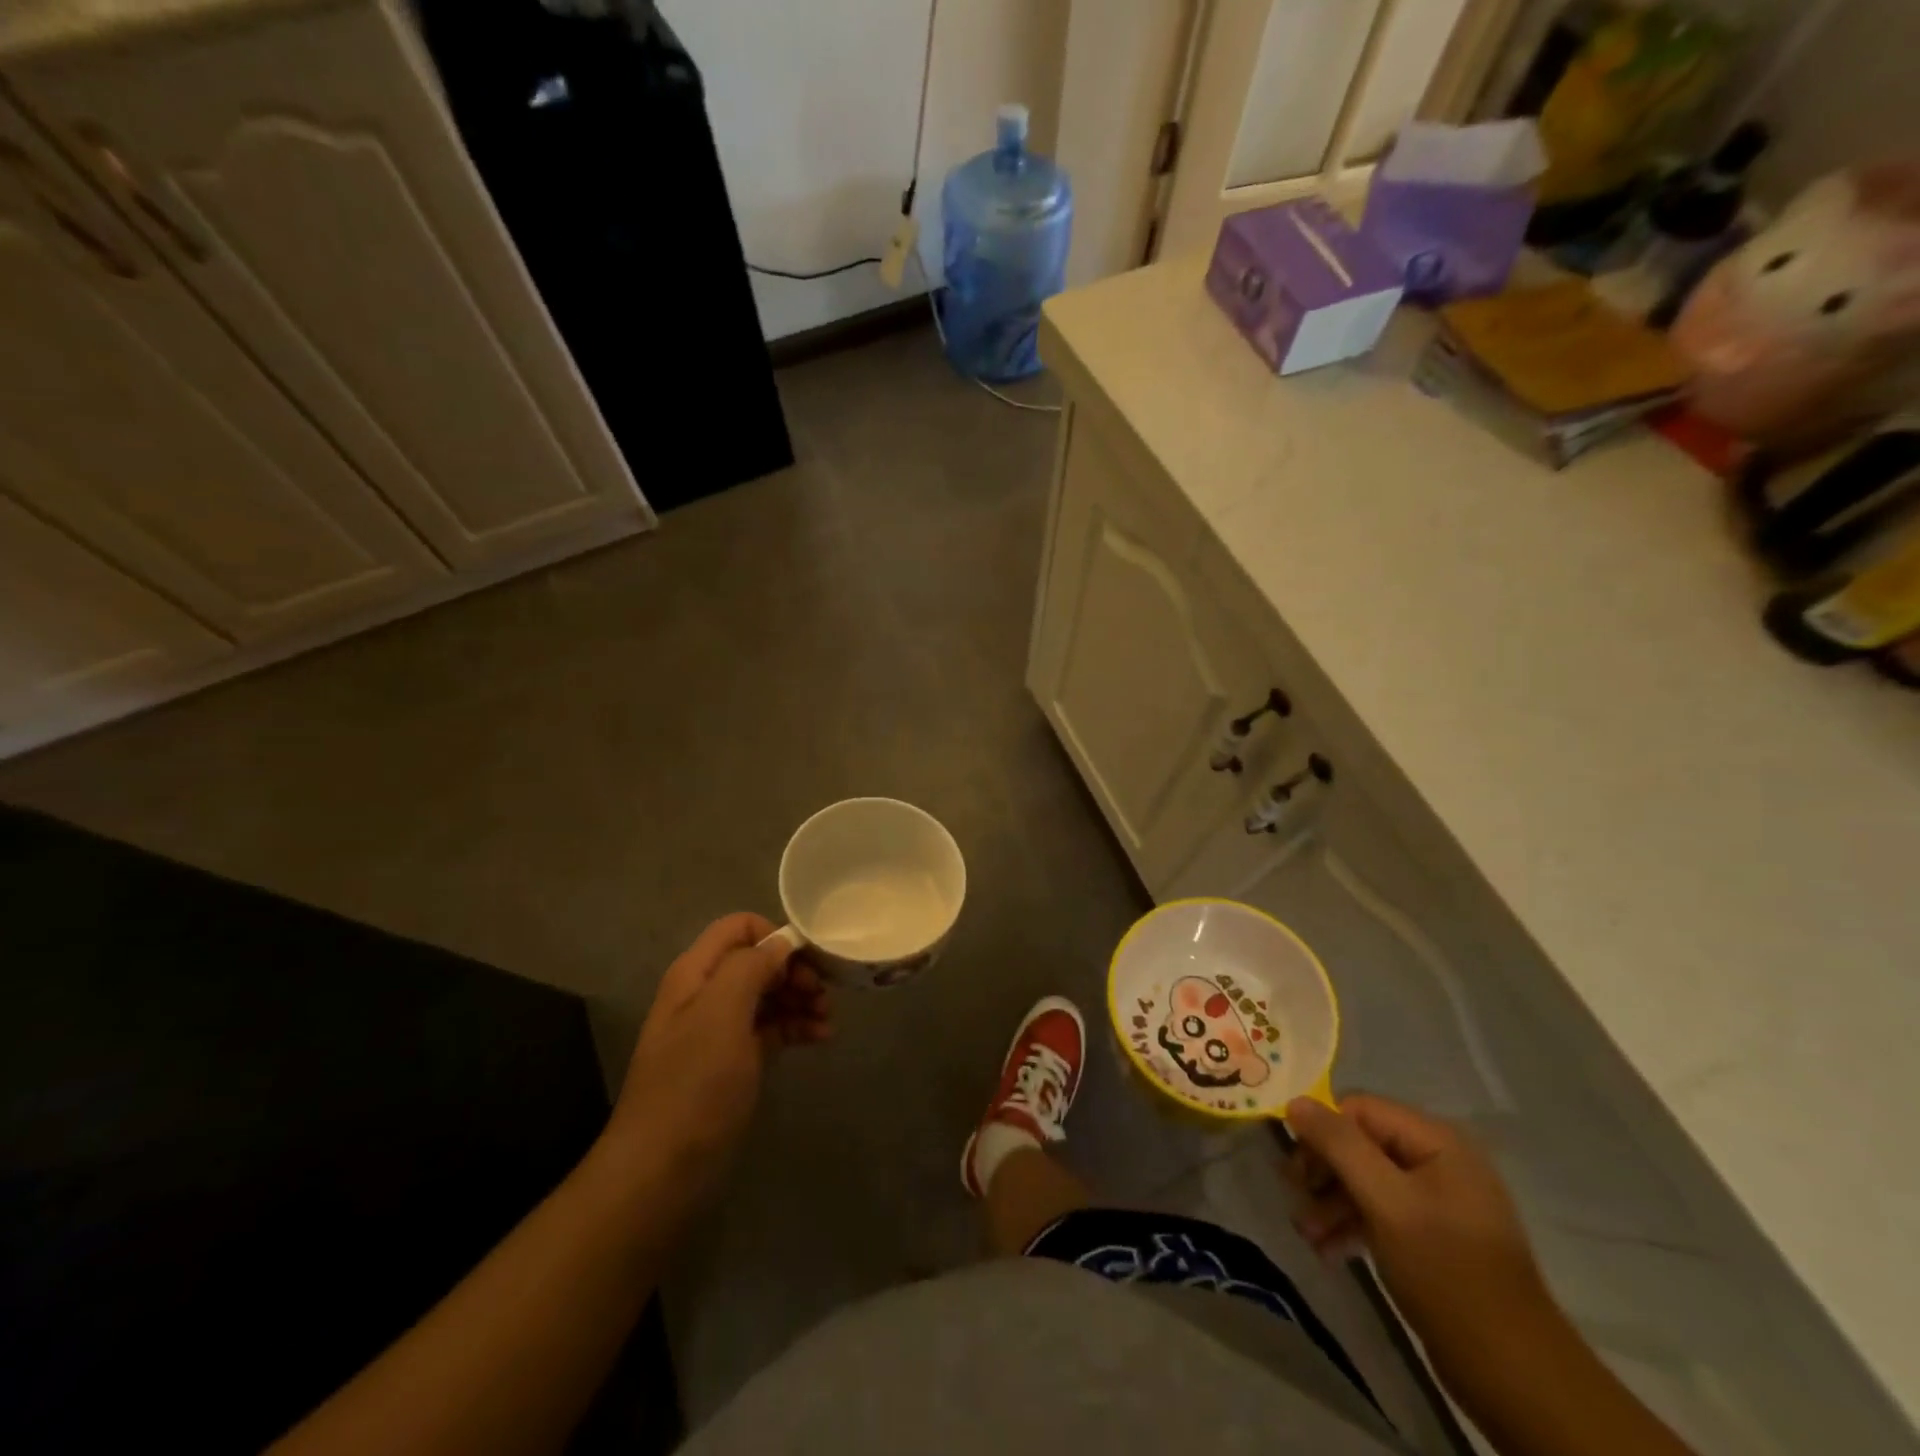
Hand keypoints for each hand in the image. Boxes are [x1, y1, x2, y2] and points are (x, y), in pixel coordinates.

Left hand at [606, 913, 830, 1203]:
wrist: (662, 1170)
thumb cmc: (694, 1083)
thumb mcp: (721, 1013)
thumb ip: (750, 966)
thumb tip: (781, 943)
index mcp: (696, 974)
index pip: (739, 927)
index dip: (774, 935)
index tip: (807, 960)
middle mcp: (707, 994)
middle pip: (758, 961)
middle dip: (795, 971)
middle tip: (824, 994)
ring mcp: (720, 1030)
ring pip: (768, 995)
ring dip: (801, 999)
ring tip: (828, 1019)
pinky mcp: (735, 1062)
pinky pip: (771, 1029)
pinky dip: (796, 1027)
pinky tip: (821, 1038)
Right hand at [1285, 1095, 1556, 1374]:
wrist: (1513, 1373)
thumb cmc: (1447, 1272)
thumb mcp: (1386, 1202)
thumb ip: (1339, 1146)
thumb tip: (1294, 1102)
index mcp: (1436, 1141)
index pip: (1360, 1109)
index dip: (1323, 1130)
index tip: (1296, 1167)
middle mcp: (1437, 1160)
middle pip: (1360, 1144)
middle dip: (1324, 1171)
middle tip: (1294, 1196)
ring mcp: (1436, 1201)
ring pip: (1366, 1180)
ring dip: (1331, 1202)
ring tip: (1306, 1233)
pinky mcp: (1432, 1237)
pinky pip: (1380, 1212)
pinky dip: (1351, 1224)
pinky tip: (1327, 1249)